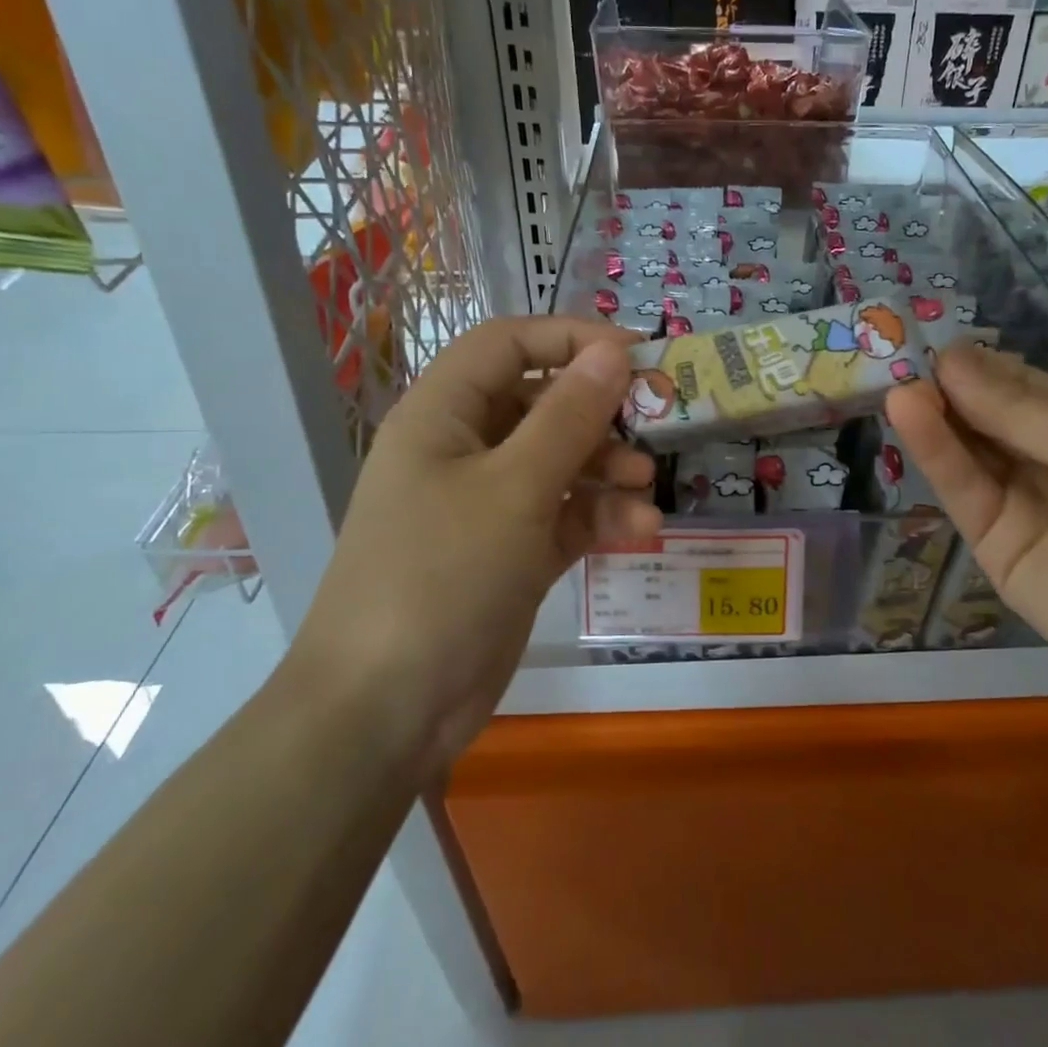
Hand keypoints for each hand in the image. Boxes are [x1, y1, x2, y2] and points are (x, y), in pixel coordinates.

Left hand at [293, 317, 660, 769]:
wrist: (388, 708)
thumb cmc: (443, 574)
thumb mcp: (515, 487)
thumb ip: (569, 416)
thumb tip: (614, 352)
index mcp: (444, 415)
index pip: (507, 344)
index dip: (571, 338)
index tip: (636, 356)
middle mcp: (465, 450)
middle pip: (541, 403)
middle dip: (601, 413)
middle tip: (659, 421)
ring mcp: (488, 505)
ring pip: (560, 462)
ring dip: (609, 470)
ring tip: (648, 488)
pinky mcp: (511, 553)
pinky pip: (564, 516)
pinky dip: (600, 518)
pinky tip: (639, 532)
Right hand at [886, 344, 1047, 705]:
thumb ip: (1016, 407)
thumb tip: (949, 358)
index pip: (1017, 386)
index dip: (976, 366)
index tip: (929, 342)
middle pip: (985, 419)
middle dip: (946, 390)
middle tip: (896, 358)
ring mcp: (1019, 505)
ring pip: (968, 454)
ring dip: (934, 417)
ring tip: (899, 386)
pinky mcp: (993, 547)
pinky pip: (963, 493)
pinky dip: (936, 454)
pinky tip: (912, 416)